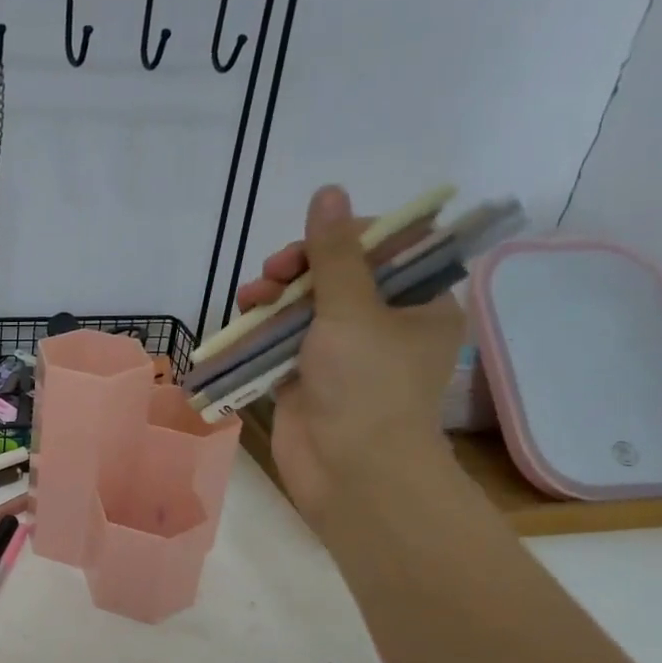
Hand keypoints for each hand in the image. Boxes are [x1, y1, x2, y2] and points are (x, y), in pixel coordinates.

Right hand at [235, 185, 463, 526]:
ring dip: (275, 295)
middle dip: (301, 267)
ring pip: (305, 307)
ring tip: (250, 297)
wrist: (351, 472)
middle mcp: (383, 324)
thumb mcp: (353, 310)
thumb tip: (328, 191)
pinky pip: (283, 340)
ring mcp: (342, 353)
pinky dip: (262, 329)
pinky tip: (242, 320)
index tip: (315, 240)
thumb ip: (335, 253)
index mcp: (419, 304)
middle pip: (339, 275)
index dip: (348, 235)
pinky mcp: (307, 377)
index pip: (388, 249)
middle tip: (275, 272)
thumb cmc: (367, 386)